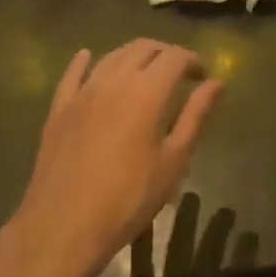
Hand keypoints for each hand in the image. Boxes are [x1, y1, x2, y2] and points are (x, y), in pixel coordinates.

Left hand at [6, 40, 221, 276]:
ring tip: (146, 72)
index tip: (203, 76)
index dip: (193, 60)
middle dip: (166, 53)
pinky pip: (73, 74)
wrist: (63, 228)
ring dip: (134, 56)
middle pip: (143, 48)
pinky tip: (88, 58)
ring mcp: (82, 92)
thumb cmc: (128, 199)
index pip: (175, 57)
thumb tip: (217, 83)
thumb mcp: (173, 162)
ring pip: (112, 56)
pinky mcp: (59, 108)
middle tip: (180, 73)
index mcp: (146, 91)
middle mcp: (114, 80)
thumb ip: (195, 116)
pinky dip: (84, 62)